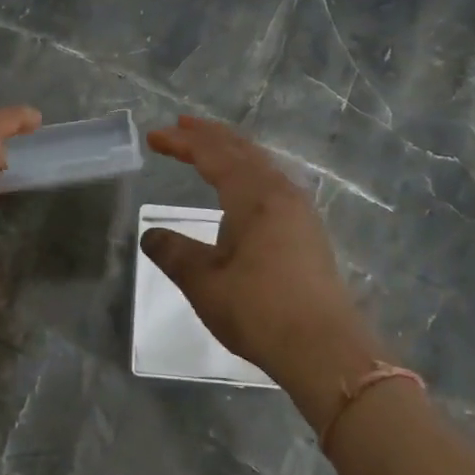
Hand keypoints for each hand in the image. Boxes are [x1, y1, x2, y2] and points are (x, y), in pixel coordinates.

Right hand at [143, 116, 380, 410]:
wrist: (323, 349)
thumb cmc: (258, 310)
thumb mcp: (204, 282)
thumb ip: (174, 253)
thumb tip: (151, 235)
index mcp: (254, 196)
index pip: (212, 156)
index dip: (182, 143)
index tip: (154, 136)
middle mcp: (280, 194)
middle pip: (242, 151)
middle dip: (210, 136)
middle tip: (182, 125)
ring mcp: (300, 213)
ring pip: (262, 166)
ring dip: (233, 152)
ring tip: (211, 147)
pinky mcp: (309, 233)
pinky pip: (274, 184)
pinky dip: (250, 172)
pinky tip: (246, 187)